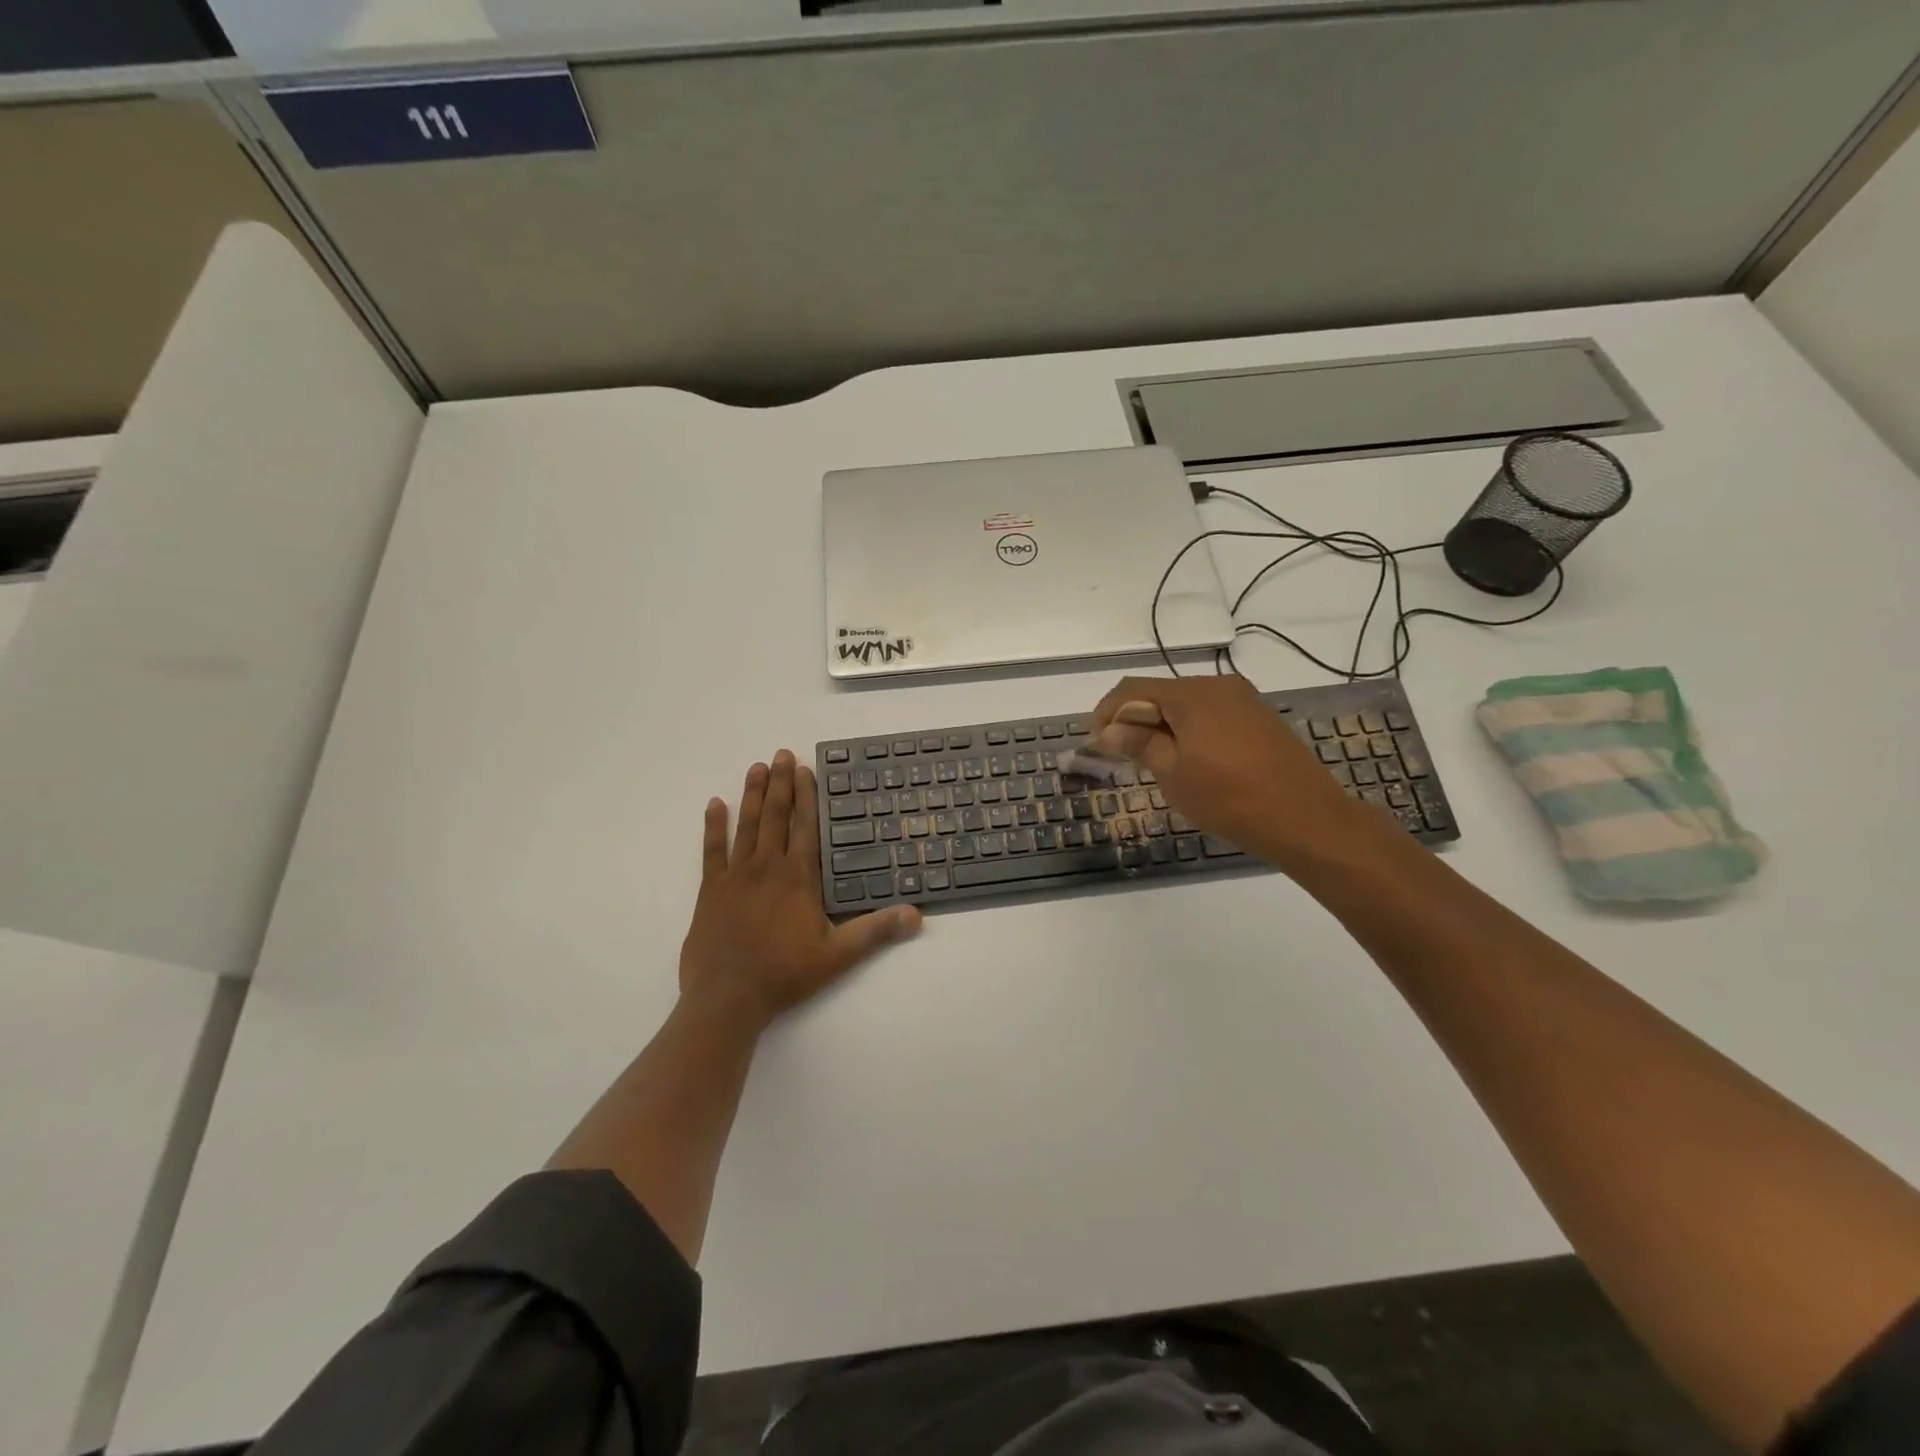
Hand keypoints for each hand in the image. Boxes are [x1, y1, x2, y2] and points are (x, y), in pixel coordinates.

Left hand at [680, 751, 920, 1031]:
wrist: (728, 999)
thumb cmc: (785, 974)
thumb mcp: (838, 956)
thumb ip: (876, 931)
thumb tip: (917, 915)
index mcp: (798, 877)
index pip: (806, 826)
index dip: (807, 796)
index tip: (806, 770)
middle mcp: (768, 867)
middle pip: (776, 816)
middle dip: (781, 783)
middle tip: (782, 754)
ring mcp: (736, 876)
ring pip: (747, 825)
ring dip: (752, 795)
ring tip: (757, 767)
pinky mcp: (711, 890)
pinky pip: (712, 850)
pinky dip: (713, 826)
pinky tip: (715, 804)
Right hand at [1091, 676, 1381, 870]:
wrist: (1306, 818)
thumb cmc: (1230, 798)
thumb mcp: (1173, 774)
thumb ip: (1139, 744)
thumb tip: (1109, 729)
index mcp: (1191, 694)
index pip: (1133, 689)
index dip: (1106, 713)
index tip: (1096, 743)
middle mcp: (1217, 686)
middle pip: (1161, 693)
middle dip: (1135, 719)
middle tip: (1122, 755)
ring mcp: (1243, 700)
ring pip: (1187, 705)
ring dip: (1162, 725)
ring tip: (1153, 761)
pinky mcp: (1260, 718)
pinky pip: (1211, 715)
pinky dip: (1190, 730)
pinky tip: (1190, 760)